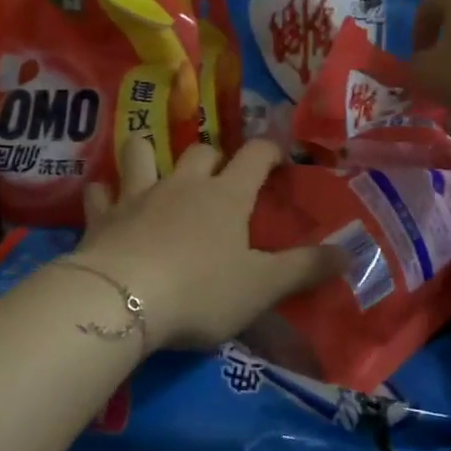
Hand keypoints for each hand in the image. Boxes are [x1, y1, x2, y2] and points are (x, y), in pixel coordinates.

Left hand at [70, 138, 345, 350]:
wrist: (122, 300)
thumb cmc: (201, 291)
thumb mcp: (262, 287)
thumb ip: (305, 268)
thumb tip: (350, 251)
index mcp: (226, 196)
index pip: (255, 155)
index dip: (270, 150)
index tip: (278, 156)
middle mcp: (183, 184)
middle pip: (201, 151)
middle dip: (214, 158)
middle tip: (220, 178)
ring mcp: (138, 195)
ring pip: (141, 152)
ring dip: (149, 154)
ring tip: (154, 169)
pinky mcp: (102, 216)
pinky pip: (100, 192)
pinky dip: (105, 194)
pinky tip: (107, 204)